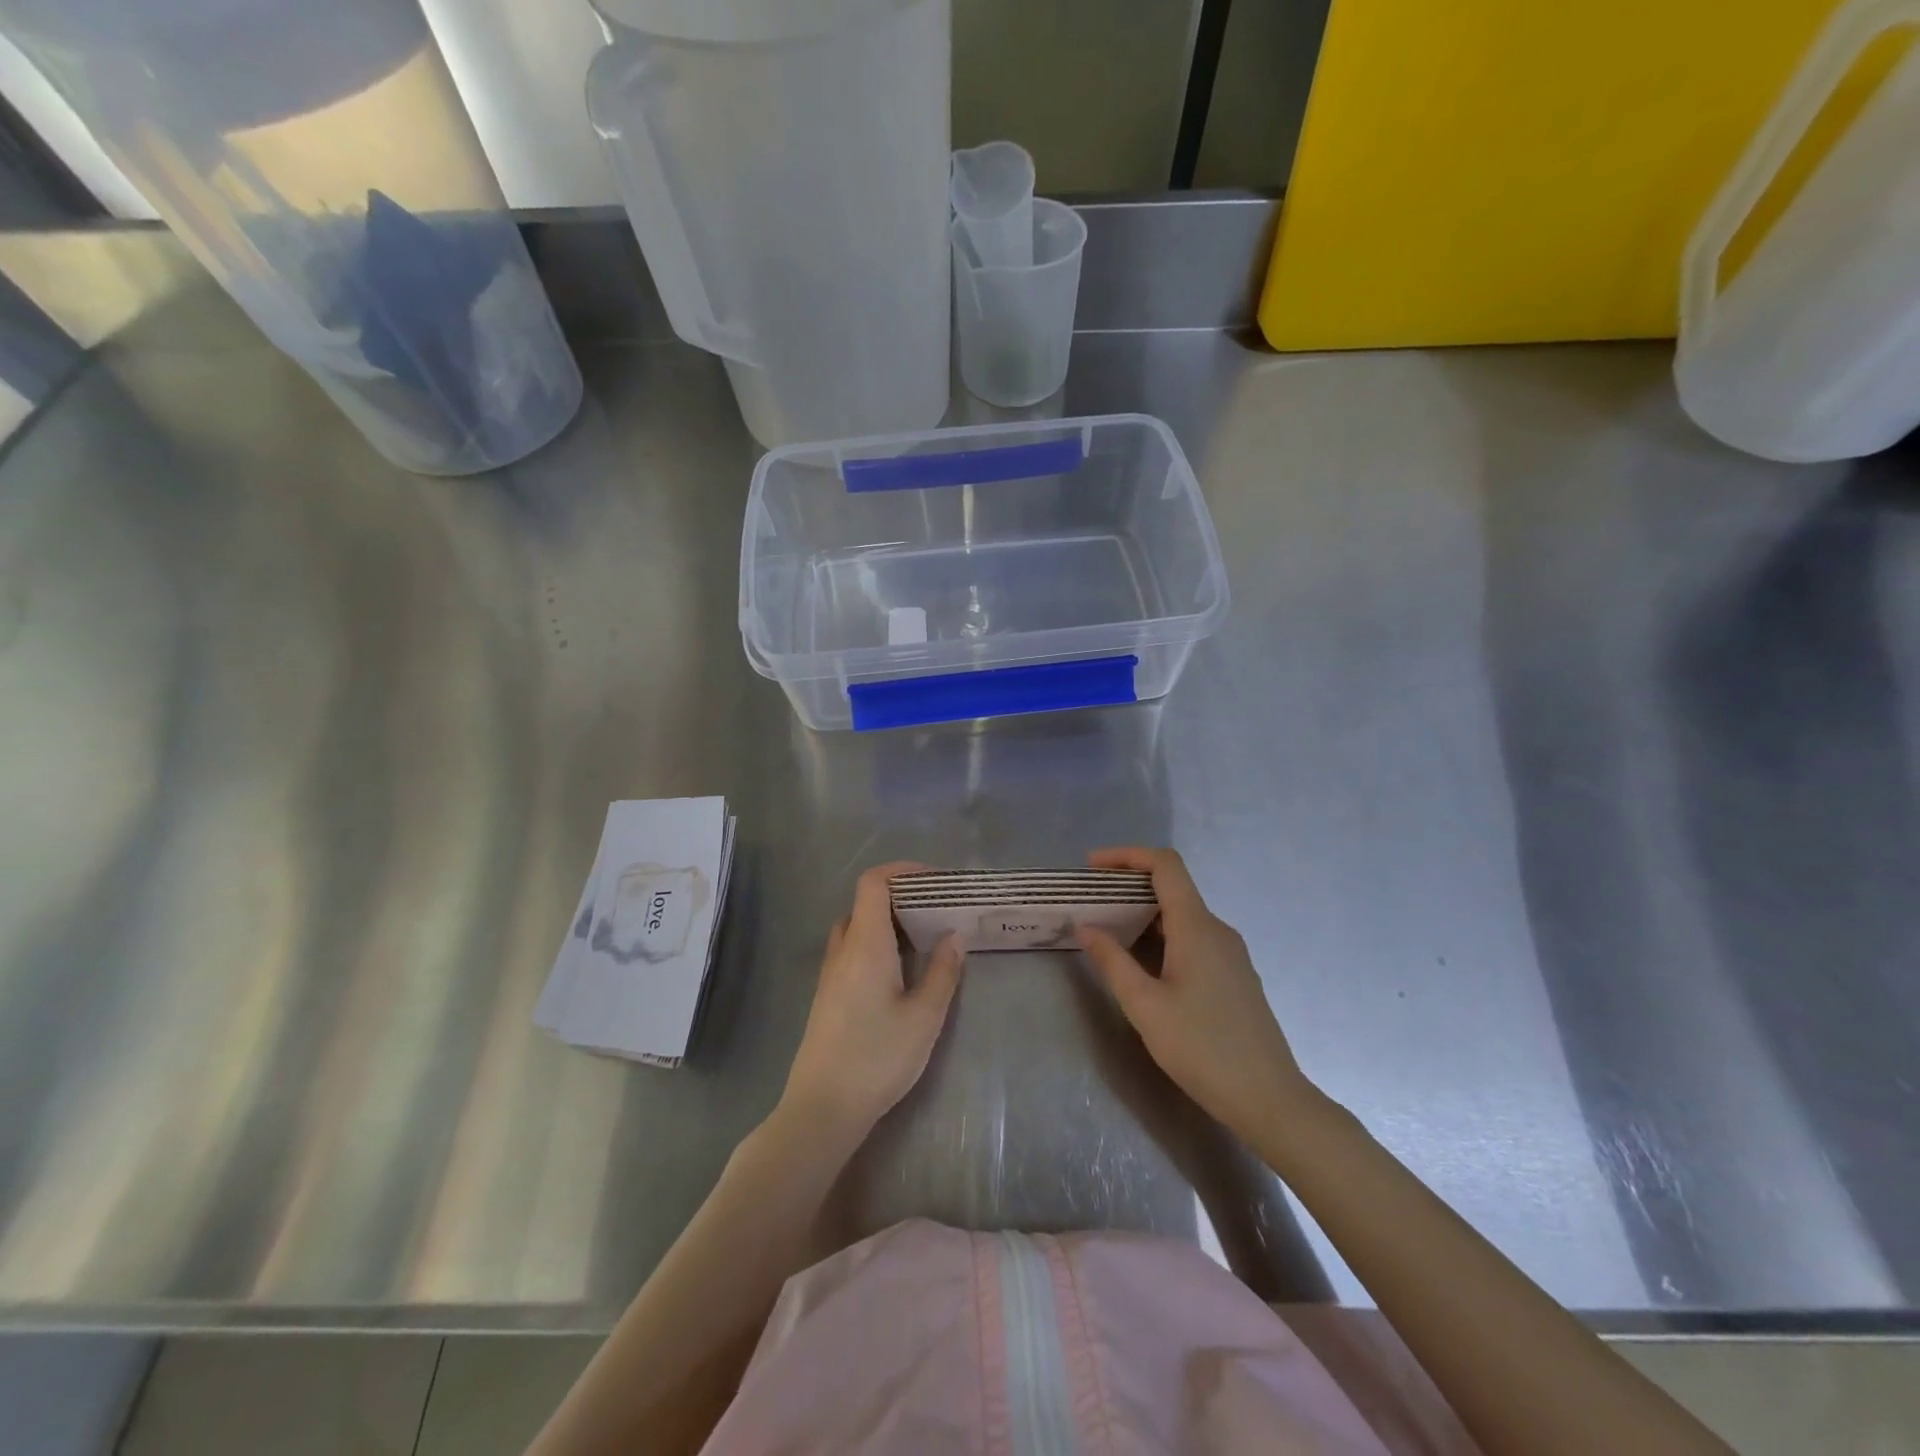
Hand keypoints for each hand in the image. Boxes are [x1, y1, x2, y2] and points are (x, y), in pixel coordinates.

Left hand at [781, 862, 964, 1139]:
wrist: (822, 1108)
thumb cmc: (877, 1057)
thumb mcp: (924, 1017)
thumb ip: (942, 972)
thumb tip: (954, 936)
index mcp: (865, 944)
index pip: (873, 883)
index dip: (901, 871)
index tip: (934, 880)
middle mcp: (843, 949)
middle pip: (865, 902)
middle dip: (901, 896)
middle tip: (936, 910)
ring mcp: (830, 973)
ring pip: (857, 927)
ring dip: (887, 921)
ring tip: (923, 938)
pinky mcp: (828, 995)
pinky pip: (852, 950)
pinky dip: (876, 943)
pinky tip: (900, 971)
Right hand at [1077, 847, 1315, 1141]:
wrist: (1269, 1099)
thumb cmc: (1202, 1049)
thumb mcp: (1145, 1006)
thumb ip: (1112, 961)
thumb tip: (1086, 927)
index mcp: (1196, 927)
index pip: (1165, 865)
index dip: (1127, 855)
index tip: (1092, 867)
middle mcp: (1217, 929)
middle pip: (1172, 887)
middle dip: (1128, 887)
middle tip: (1090, 905)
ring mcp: (1230, 953)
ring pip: (1182, 915)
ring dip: (1143, 915)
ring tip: (1108, 934)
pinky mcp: (1234, 975)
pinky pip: (1193, 938)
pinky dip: (1162, 937)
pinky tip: (1142, 965)